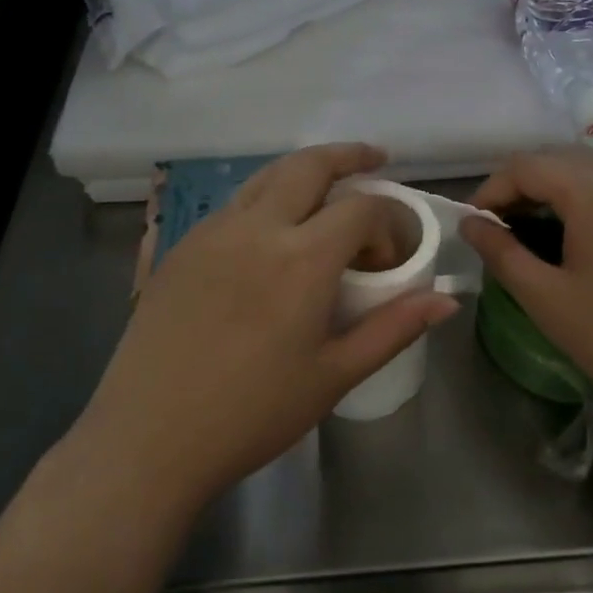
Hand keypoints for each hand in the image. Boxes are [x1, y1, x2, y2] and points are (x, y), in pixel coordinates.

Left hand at [80, 144, 459, 512]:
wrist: (148, 438)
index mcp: (302, 258)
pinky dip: (267, 197)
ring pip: (267, 176)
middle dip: (349, 155)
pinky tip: (271, 231)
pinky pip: (234, 203)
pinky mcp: (182, 245)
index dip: (388, 222)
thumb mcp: (333, 376)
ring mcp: (213, 231)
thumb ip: (393, 329)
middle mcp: (257, 227)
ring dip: (304, 170)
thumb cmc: (251, 414)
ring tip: (327, 185)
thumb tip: (445, 299)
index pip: (362, 208)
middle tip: (374, 160)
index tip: (389, 259)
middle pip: (310, 165)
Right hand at [459, 149, 592, 427]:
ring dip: (551, 189)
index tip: (473, 224)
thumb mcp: (546, 298)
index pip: (526, 166)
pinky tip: (574, 239)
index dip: (490, 189)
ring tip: (530, 231)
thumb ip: (501, 252)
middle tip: (498, 226)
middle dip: (519, 184)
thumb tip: (470, 223)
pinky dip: (582, 199)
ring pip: (588, 171)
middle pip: (557, 159)